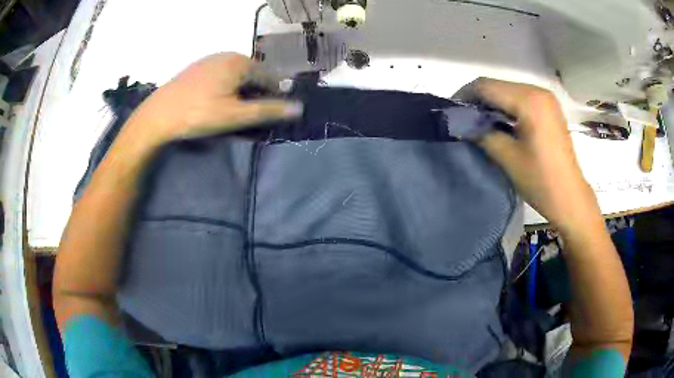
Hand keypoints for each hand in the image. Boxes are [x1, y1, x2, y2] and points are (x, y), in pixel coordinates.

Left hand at [122, 53, 302, 147]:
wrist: (157, 116)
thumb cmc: (198, 114)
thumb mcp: (236, 115)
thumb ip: (268, 110)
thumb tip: (299, 108)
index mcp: (240, 62)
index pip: (269, 77)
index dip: (274, 96)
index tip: (273, 114)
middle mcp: (227, 55)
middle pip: (252, 74)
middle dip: (255, 93)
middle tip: (250, 116)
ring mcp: (210, 60)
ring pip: (235, 75)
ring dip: (239, 91)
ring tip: (233, 112)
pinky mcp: (196, 68)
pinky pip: (220, 76)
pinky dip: (225, 88)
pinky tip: (215, 102)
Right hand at [465, 78, 600, 232]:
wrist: (570, 198)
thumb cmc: (541, 181)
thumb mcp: (507, 157)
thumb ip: (482, 133)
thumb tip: (459, 123)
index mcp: (529, 100)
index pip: (486, 86)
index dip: (464, 96)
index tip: (451, 113)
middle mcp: (538, 91)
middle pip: (497, 85)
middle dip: (477, 101)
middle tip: (463, 121)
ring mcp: (545, 98)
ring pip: (508, 91)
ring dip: (491, 105)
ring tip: (479, 124)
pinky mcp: (549, 108)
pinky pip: (520, 99)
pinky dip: (506, 108)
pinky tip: (499, 124)